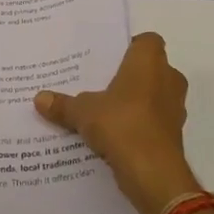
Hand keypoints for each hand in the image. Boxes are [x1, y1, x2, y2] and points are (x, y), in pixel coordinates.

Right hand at [34, 33, 200, 213]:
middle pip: (150, 69)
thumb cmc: (122, 124)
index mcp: (149, 61)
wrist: (153, 173)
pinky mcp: (174, 134)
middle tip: (101, 84)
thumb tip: (39, 98)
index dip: (130, 47)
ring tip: (105, 112)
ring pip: (154, 96)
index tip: (108, 60)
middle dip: (130, 77)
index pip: (147, 41)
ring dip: (136, 103)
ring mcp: (175, 108)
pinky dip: (140, 126)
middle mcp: (169, 78)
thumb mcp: (83, 112)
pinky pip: (154, 121)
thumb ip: (63, 104)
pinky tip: (115, 137)